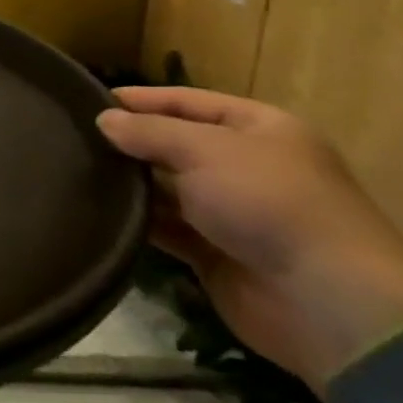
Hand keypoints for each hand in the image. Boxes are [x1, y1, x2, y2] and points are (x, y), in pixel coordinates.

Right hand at [97, 87, 402, 390]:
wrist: (327, 303)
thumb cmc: (268, 202)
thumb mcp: (203, 150)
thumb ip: (149, 131)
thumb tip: (104, 120)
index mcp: (258, 129)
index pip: (188, 101)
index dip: (142, 99)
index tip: (90, 99)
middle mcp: (246, 166)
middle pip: (178, 144)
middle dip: (133, 142)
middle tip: (75, 136)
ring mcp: (232, 212)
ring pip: (169, 187)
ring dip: (133, 183)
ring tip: (78, 170)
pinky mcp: (217, 253)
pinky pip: (169, 228)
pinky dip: (141, 221)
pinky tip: (102, 211)